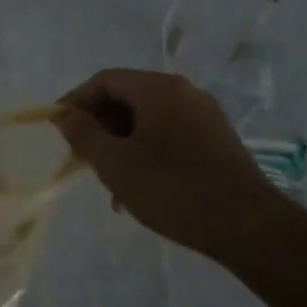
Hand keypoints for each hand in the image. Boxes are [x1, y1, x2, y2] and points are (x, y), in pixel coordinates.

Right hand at [55, 69, 277, 260]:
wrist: (248, 225)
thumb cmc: (172, 189)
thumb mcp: (115, 163)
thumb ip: (83, 134)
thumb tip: (64, 114)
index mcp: (158, 88)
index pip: (104, 80)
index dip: (75, 102)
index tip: (58, 130)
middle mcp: (184, 92)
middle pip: (127, 98)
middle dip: (99, 127)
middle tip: (83, 161)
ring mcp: (204, 115)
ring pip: (147, 121)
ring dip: (121, 146)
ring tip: (111, 187)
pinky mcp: (216, 140)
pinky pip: (168, 135)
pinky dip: (146, 154)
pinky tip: (140, 190)